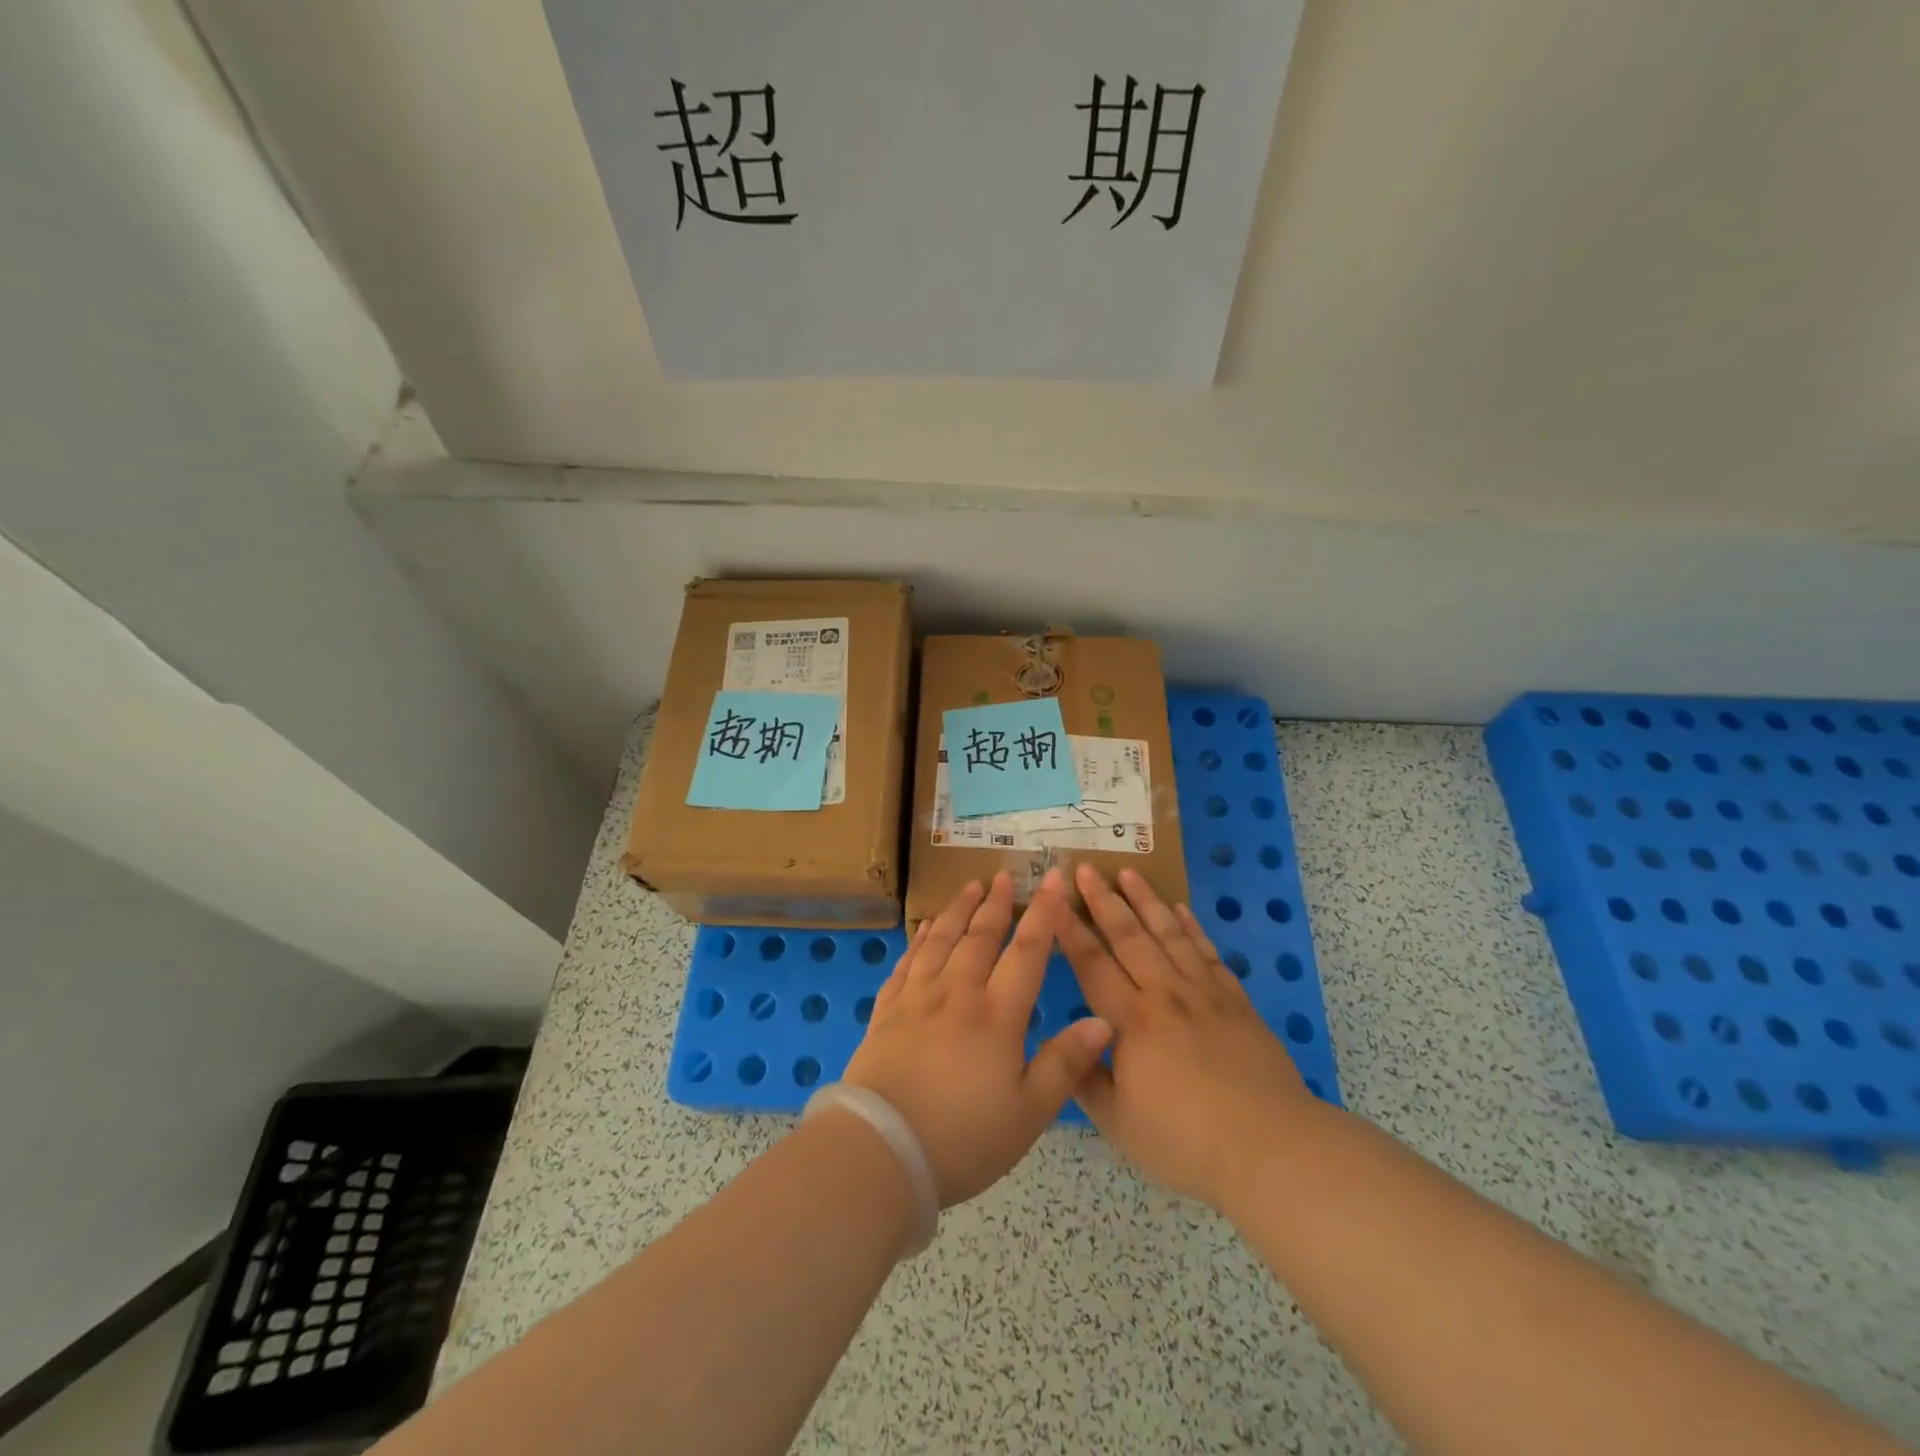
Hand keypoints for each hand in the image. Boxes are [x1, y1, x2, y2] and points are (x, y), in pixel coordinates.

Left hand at [843, 870, 1113, 1205]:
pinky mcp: (886, 1012)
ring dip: (957, 911)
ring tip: (969, 887)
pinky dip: (918, 940)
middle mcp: (957, 993)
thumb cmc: (963, 1138)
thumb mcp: (1028, 1112)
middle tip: (1003, 876)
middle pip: (980, 937)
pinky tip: (924, 929)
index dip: (1044, 913)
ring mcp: (917, 999)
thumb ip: (1065, 1063)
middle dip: (996, 904)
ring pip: (940, 941)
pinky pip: (906, 963)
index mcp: (996, 1015)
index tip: (1053, 879)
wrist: (882, 1151)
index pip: (1027, 952)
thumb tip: (1102, 1020)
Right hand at [1060, 864, 1318, 1213]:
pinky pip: (1208, 954)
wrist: (1272, 1149)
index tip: (1052, 898)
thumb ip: (1086, 1078)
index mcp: (1132, 1022)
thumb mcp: (1120, 1124)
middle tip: (1086, 867)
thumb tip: (1066, 1042)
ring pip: (1169, 935)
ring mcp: (1204, 994)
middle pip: (1129, 937)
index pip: (1092, 964)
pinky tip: (1181, 910)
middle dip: (1104, 900)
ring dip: (1147, 901)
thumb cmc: (1187, 1141)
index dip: (1069, 930)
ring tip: (1129, 872)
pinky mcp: (1236, 1002)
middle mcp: (1165, 995)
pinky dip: (1192, 928)